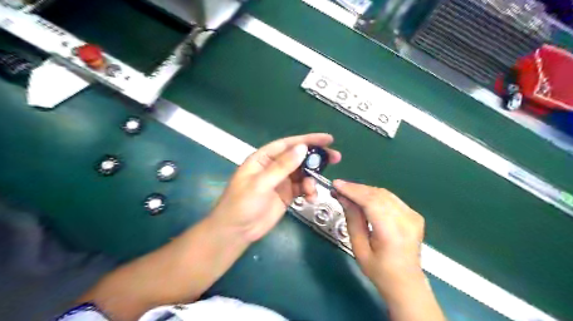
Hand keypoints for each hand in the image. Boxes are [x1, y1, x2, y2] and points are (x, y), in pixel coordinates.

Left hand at [209, 134, 338, 241]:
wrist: (236, 232)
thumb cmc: (242, 204)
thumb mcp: (261, 183)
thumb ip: (282, 166)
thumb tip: (303, 148)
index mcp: (263, 158)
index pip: (288, 144)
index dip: (308, 139)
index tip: (327, 139)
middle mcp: (274, 167)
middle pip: (298, 157)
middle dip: (316, 157)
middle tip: (336, 157)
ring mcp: (281, 181)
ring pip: (302, 173)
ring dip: (312, 179)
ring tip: (313, 190)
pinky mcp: (286, 195)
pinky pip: (302, 188)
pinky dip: (309, 191)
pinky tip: (311, 198)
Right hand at [332, 180, 424, 298]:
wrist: (406, 282)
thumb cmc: (379, 270)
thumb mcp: (359, 248)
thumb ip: (352, 220)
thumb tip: (343, 198)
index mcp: (392, 232)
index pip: (371, 202)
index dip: (352, 190)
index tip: (336, 184)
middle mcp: (406, 220)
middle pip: (378, 194)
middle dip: (356, 189)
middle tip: (339, 187)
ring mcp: (413, 216)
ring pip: (384, 193)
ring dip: (364, 190)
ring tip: (348, 192)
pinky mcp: (414, 214)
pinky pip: (391, 198)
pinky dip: (375, 195)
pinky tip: (364, 198)